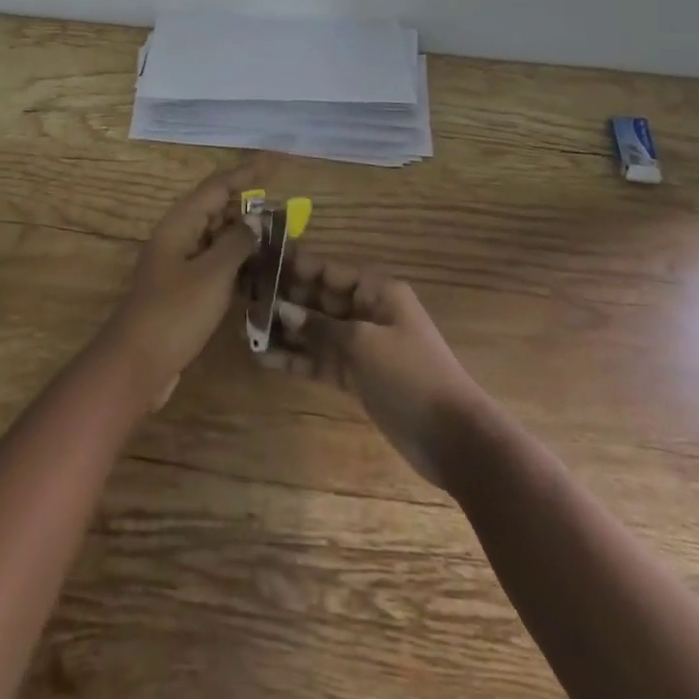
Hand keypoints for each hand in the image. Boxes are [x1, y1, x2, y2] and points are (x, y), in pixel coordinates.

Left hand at [102, 156, 273, 409]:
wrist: (136, 365)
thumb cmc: (175, 313)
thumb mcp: (213, 274)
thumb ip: (237, 243)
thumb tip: (254, 222)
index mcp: (180, 224)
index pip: (219, 186)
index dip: (249, 171)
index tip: (277, 160)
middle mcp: (178, 237)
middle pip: (217, 209)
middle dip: (249, 205)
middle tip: (285, 208)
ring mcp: (179, 265)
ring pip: (217, 239)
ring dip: (246, 237)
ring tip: (280, 238)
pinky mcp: (184, 292)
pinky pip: (215, 266)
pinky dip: (237, 265)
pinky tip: (261, 274)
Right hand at [256, 252, 490, 488]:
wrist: (452, 437)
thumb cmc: (410, 374)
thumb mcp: (362, 343)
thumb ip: (320, 326)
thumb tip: (282, 310)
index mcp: (377, 291)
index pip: (330, 270)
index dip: (297, 265)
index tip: (262, 261)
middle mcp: (367, 312)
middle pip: (320, 298)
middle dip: (286, 298)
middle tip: (246, 296)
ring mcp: (361, 346)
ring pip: (316, 331)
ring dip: (285, 330)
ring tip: (247, 327)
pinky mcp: (356, 376)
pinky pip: (320, 360)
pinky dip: (296, 359)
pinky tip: (264, 359)